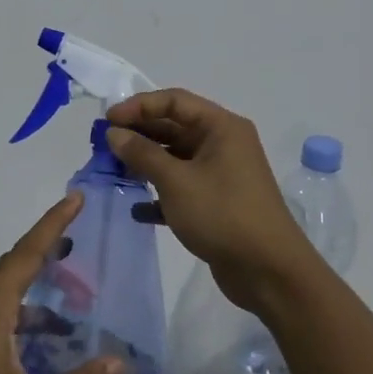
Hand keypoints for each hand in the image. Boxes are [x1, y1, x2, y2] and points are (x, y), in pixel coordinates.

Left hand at [0, 193, 122, 373]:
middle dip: (47, 246)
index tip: (76, 198)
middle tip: (80, 235)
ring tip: (72, 291)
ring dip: (37, 283)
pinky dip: (24, 309)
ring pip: (6, 289)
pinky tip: (44, 336)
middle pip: (15, 263)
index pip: (27, 253)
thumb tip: (119, 364)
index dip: (54, 224)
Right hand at [104, 88, 317, 313]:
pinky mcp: (216, 202)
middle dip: (139, 135)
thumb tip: (114, 133)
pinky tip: (137, 210)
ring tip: (114, 173)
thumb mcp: (176, 181)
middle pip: (174, 128)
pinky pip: (182, 188)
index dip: (139, 106)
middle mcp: (223, 144)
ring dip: (146, 164)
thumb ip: (142, 153)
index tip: (108, 121)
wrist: (269, 271)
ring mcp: (221, 174)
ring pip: (176, 159)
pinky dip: (160, 195)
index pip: (174, 101)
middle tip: (104, 146)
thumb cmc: (222, 215)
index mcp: (221, 127)